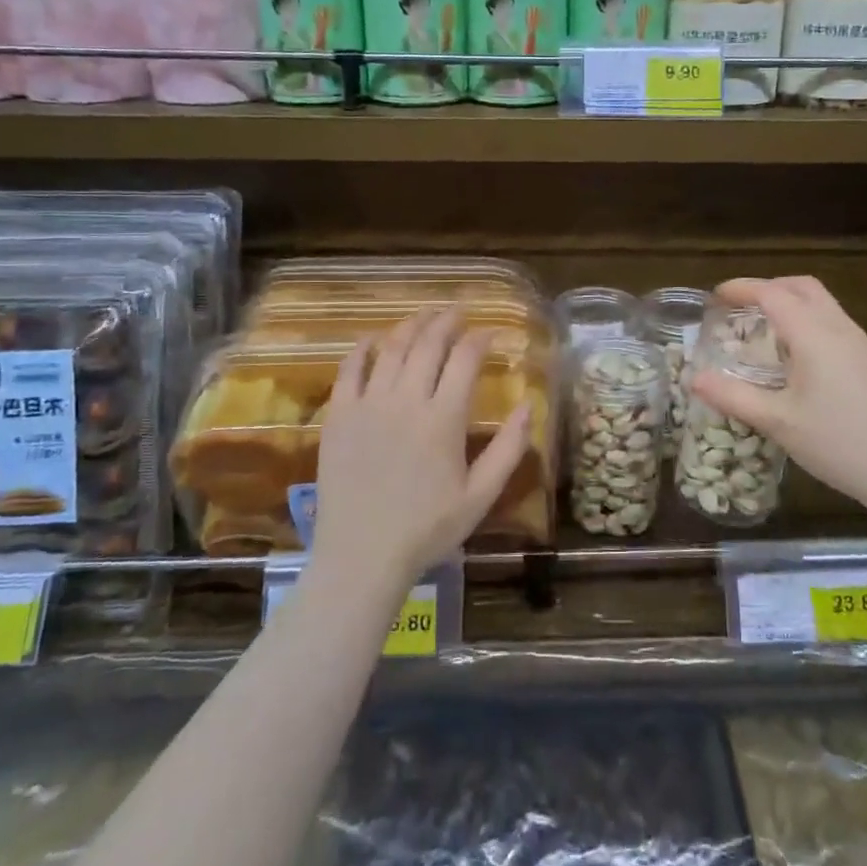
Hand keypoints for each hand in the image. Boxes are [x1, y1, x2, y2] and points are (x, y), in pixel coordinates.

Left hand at [311, 307, 530, 597]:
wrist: (362, 555)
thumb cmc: (428, 529)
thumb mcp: (481, 496)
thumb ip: (509, 449)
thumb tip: (527, 406)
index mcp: (444, 419)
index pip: (465, 360)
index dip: (479, 339)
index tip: (489, 332)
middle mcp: (406, 401)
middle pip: (428, 345)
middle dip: (446, 322)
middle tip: (457, 311)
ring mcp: (368, 405)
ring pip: (391, 349)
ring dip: (411, 326)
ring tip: (424, 315)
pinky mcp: (339, 416)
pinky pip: (349, 370)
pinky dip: (363, 349)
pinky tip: (372, 339)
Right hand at [688, 277, 866, 515]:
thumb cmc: (838, 443)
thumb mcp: (777, 422)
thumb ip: (733, 396)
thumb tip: (694, 379)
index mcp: (815, 336)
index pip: (773, 294)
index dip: (742, 289)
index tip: (715, 296)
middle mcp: (839, 329)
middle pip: (802, 287)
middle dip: (768, 287)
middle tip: (739, 306)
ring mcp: (859, 344)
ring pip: (821, 303)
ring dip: (789, 302)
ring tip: (761, 327)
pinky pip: (832, 322)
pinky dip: (805, 319)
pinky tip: (793, 354)